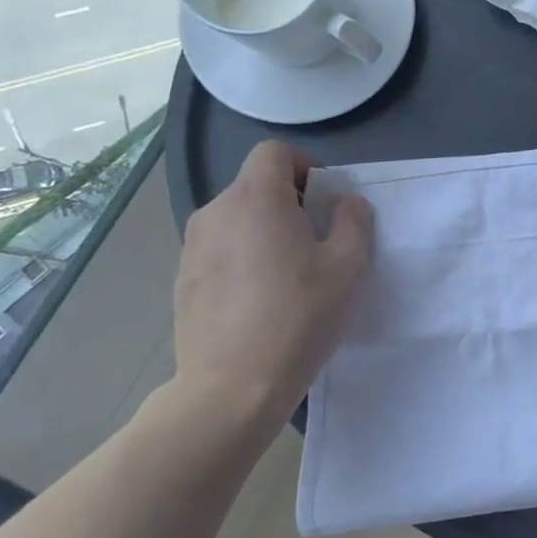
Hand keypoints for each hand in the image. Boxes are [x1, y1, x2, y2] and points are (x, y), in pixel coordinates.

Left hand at [171, 140, 372, 435]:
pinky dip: (243, 257)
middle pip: (255, 185)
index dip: (306, 166)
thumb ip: (353, 221)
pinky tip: (260, 298)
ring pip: (237, 218)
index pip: (275, 152)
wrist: (233, 385)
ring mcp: (193, 246)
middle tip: (317, 241)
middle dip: (290, 201)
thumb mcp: (349, 266)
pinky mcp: (183, 278)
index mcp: (256, 200)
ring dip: (265, 230)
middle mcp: (216, 212)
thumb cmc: (300, 317)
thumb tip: (346, 203)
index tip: (325, 202)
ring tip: (289, 273)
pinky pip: (220, 249)